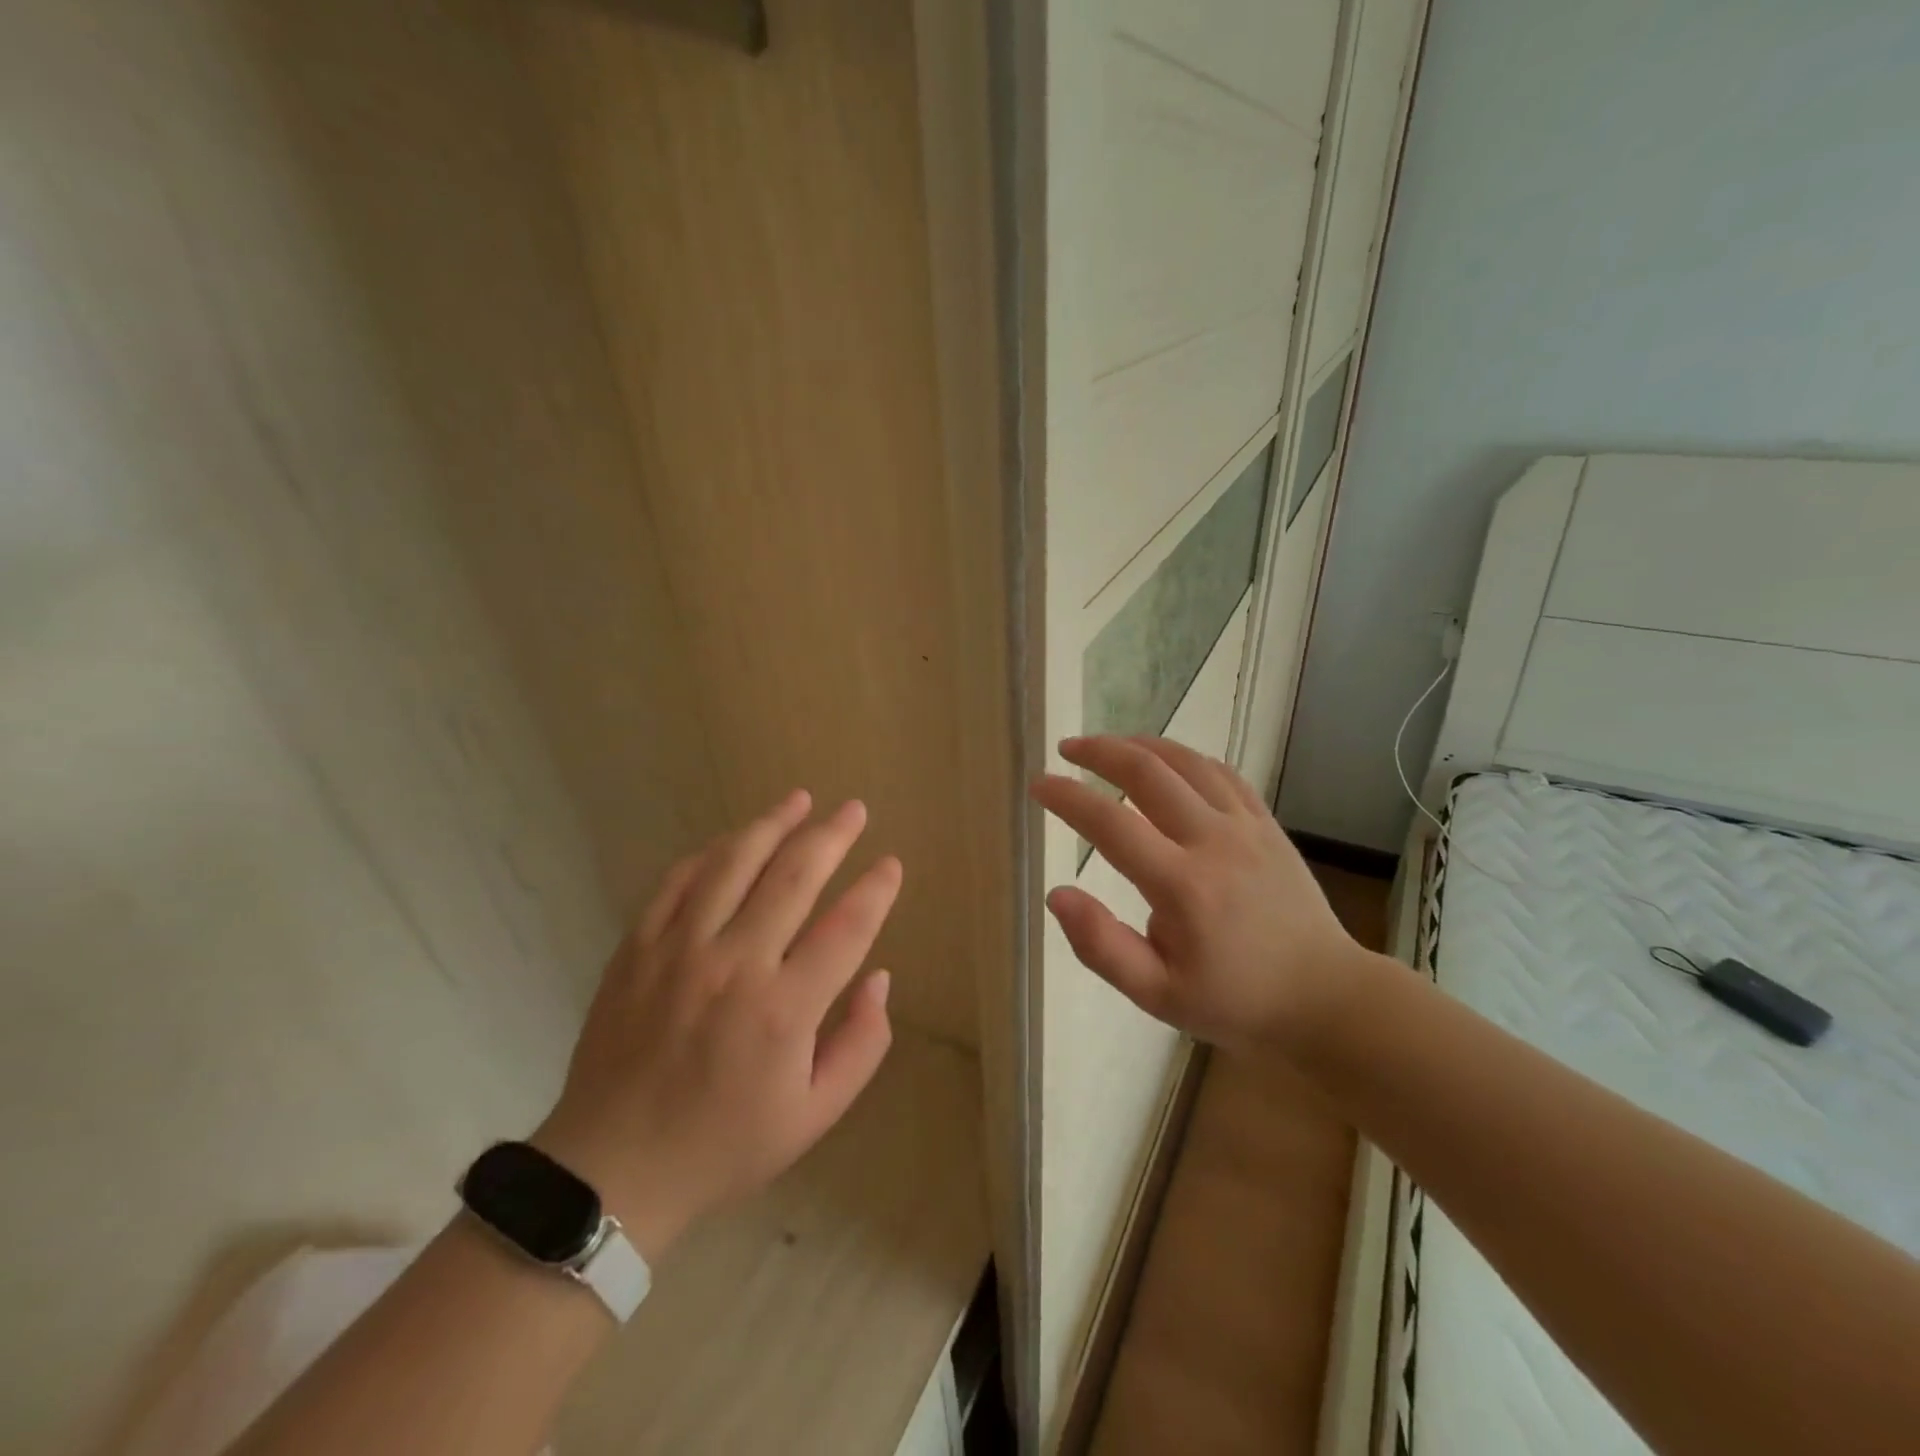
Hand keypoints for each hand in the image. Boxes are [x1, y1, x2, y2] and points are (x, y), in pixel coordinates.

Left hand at [532, 792, 898, 1260]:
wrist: (613, 1169)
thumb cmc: (725, 1144)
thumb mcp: (815, 1114)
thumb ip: (862, 1044)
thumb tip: (879, 977)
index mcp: (784, 1009)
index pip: (845, 927)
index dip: (875, 889)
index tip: (891, 864)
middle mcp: (734, 964)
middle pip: (793, 876)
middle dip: (831, 835)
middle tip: (854, 809)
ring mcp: (680, 949)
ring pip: (734, 863)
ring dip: (772, 824)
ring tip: (800, 799)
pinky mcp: (638, 947)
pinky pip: (679, 881)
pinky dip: (711, 853)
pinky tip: (734, 841)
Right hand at [1030, 736, 1365, 1054]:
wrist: (1324, 998)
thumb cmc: (1234, 1001)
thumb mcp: (1157, 995)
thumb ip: (1101, 946)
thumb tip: (1057, 895)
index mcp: (1182, 886)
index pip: (1110, 823)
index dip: (1068, 797)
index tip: (1038, 785)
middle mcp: (1213, 842)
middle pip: (1148, 773)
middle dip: (1100, 752)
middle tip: (1067, 749)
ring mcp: (1246, 826)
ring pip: (1186, 762)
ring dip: (1140, 745)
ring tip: (1108, 745)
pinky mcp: (1266, 824)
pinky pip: (1222, 772)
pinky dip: (1185, 757)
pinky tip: (1166, 761)